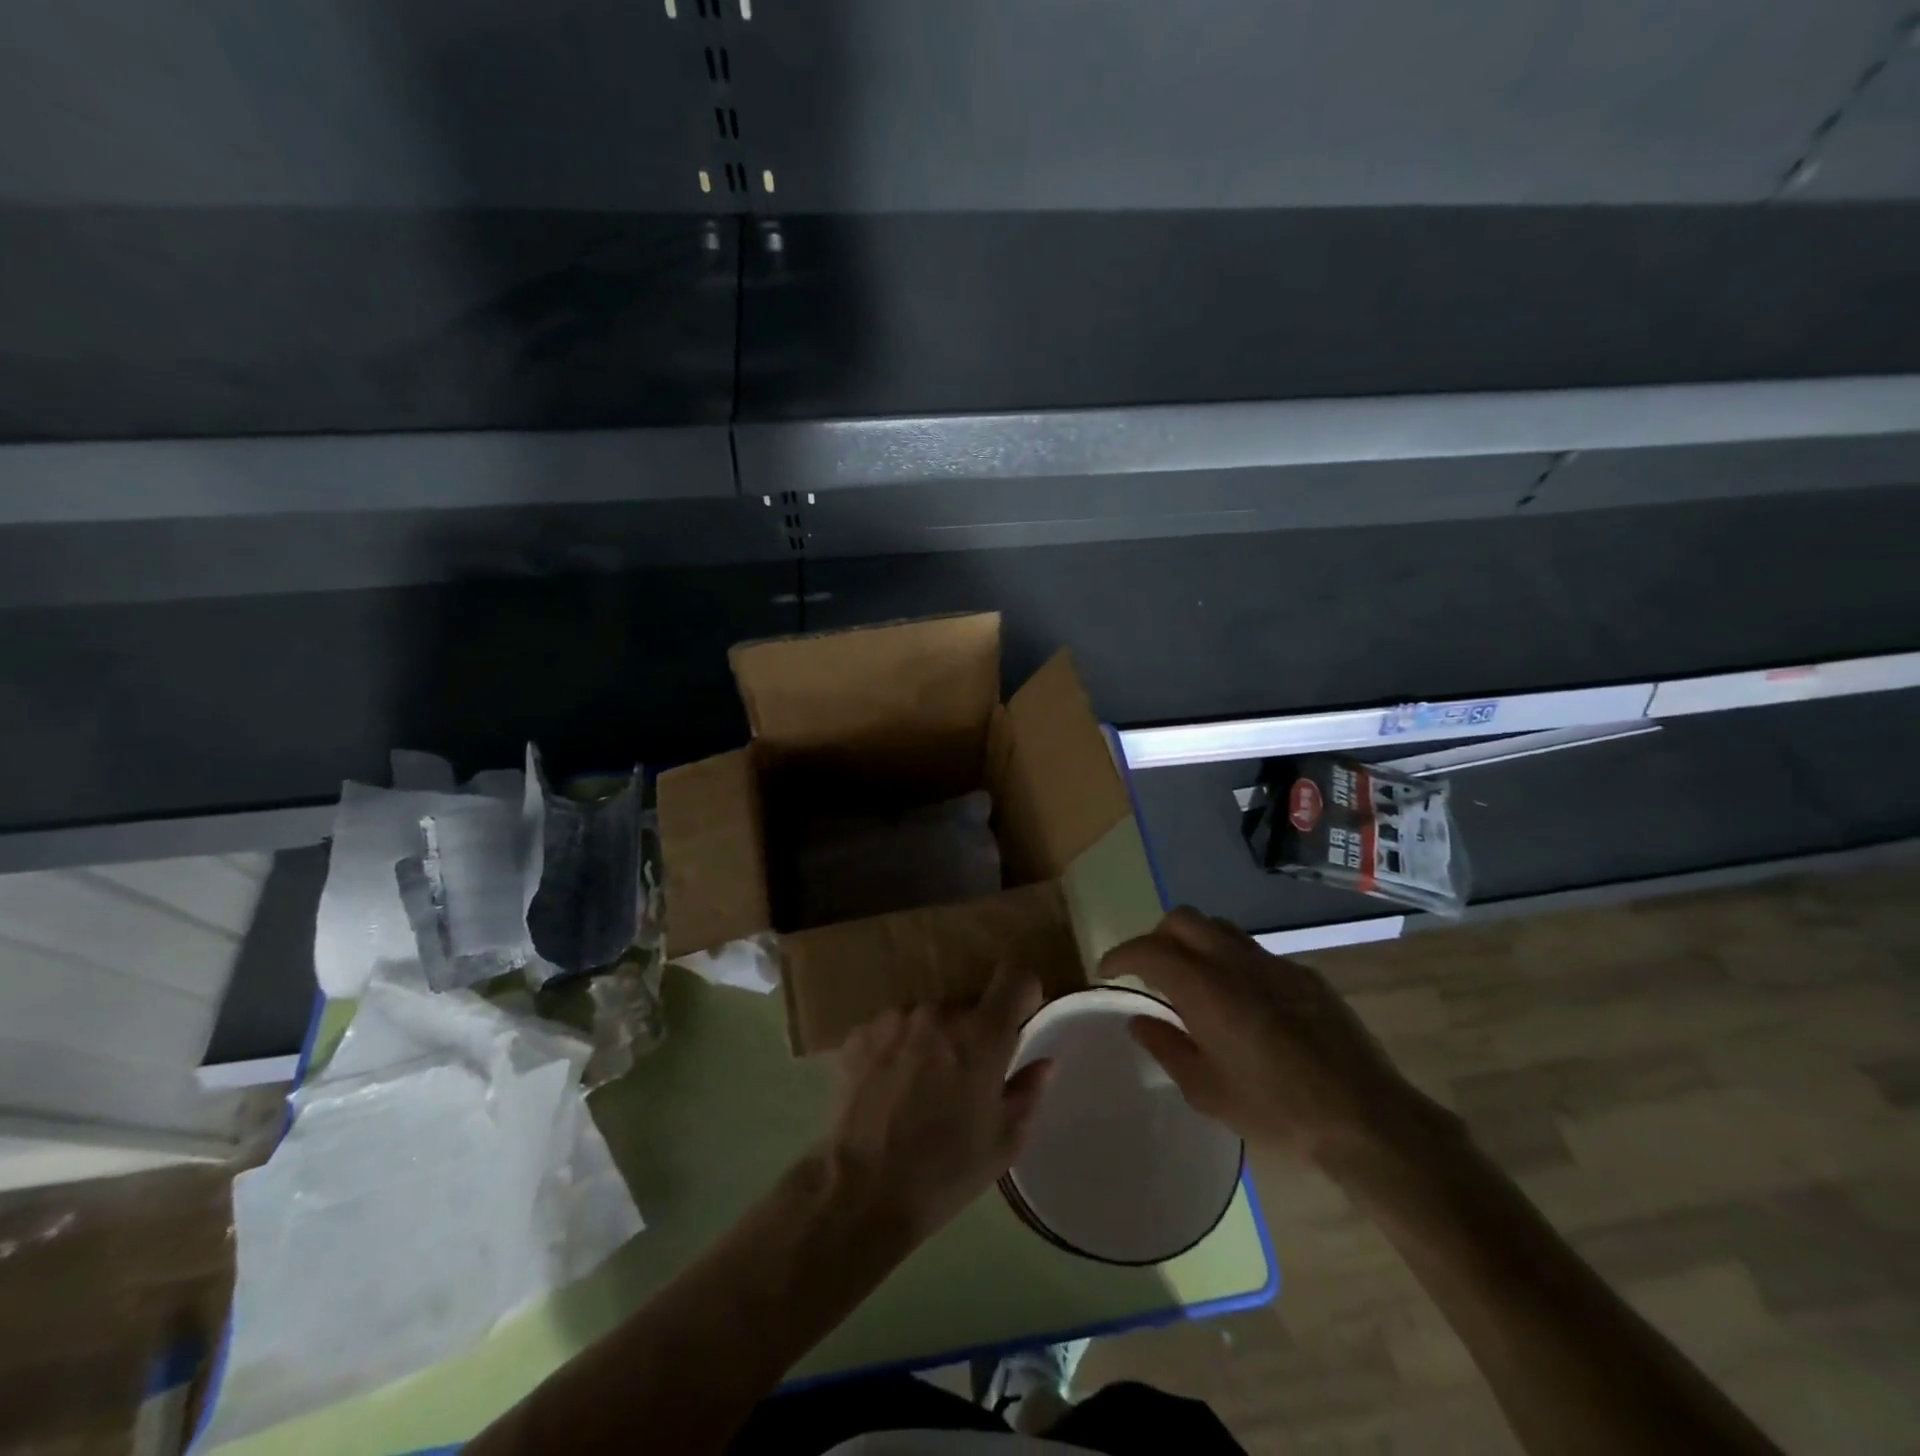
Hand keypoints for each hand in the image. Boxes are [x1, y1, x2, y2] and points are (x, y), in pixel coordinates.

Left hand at [821, 963, 1051, 1242]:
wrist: (861, 1189)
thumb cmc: (945, 1170)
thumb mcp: (1003, 1142)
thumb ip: (1028, 1091)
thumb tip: (1044, 1061)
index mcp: (982, 1034)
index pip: (1015, 977)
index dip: (1023, 993)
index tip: (1020, 1018)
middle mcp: (939, 1012)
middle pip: (967, 1004)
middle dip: (972, 1031)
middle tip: (964, 1075)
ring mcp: (896, 1018)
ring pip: (927, 1016)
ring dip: (931, 1038)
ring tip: (920, 1085)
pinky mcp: (861, 1033)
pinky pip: (891, 1029)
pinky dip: (896, 1049)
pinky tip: (888, 1088)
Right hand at [1100, 907, 1442, 1167]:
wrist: (1365, 1117)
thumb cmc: (1277, 1111)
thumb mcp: (1207, 1092)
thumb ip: (1166, 1048)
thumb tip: (1140, 1020)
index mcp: (1205, 989)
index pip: (1149, 950)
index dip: (1121, 954)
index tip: (1107, 970)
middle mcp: (1235, 962)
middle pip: (1183, 919)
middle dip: (1156, 936)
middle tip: (1149, 970)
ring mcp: (1274, 963)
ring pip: (1219, 927)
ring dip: (1194, 942)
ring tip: (1191, 979)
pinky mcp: (1304, 975)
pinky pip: (1254, 951)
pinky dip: (1231, 961)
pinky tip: (1242, 1002)